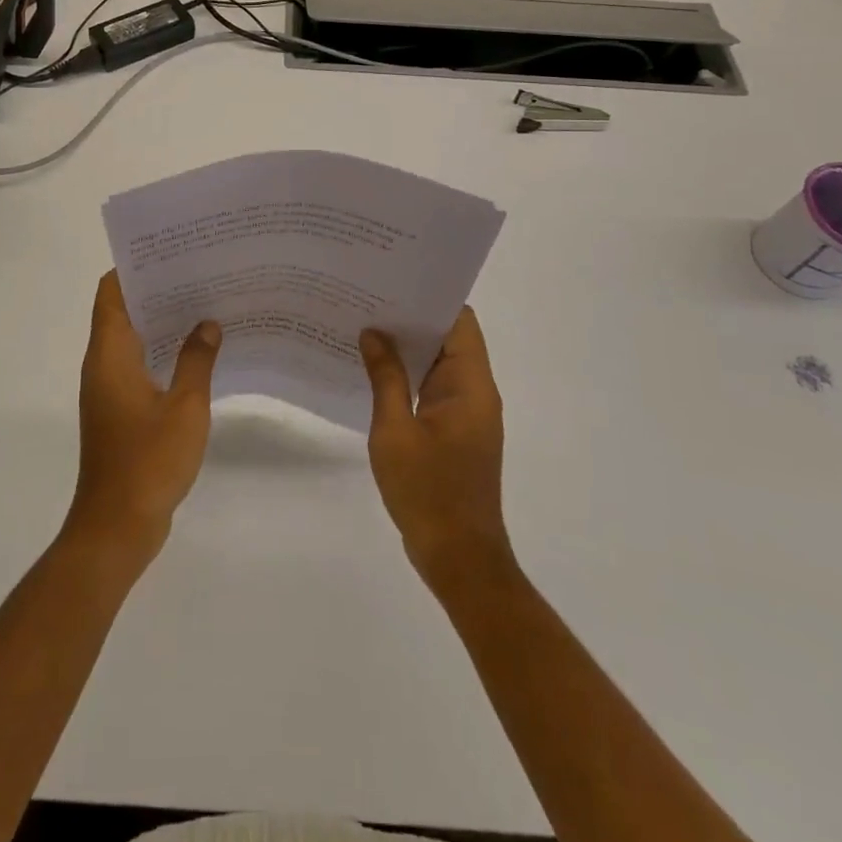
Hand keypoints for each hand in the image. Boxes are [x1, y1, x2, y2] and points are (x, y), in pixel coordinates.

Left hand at [65, 271, 222, 568]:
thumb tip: (208, 323)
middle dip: (157, 290)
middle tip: (200, 273)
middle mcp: (102, 365)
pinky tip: (199, 353)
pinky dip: (163, 352)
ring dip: (162, 322)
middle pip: (123, 311)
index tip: (170, 251)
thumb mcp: (185, 407)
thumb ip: (197, 360)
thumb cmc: (148, 461)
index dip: (135, 267)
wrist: (117, 527)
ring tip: (205, 304)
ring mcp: (109, 389)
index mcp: (109, 354)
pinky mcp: (119, 411)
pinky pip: (139, 365)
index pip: (111, 292)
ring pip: (133, 339)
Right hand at [361, 308, 514, 592]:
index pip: (459, 322)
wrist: (459, 557)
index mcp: (471, 385)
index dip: (430, 299)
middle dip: (411, 320)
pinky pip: (434, 389)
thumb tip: (374, 333)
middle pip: (449, 339)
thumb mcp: (395, 431)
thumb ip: (385, 378)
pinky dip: (409, 376)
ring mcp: (467, 413)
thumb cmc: (428, 491)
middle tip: (368, 300)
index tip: (394, 283)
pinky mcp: (456, 432)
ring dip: (408, 349)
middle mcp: (476, 392)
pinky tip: (374, 371)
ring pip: (439, 364)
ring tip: (365, 328)